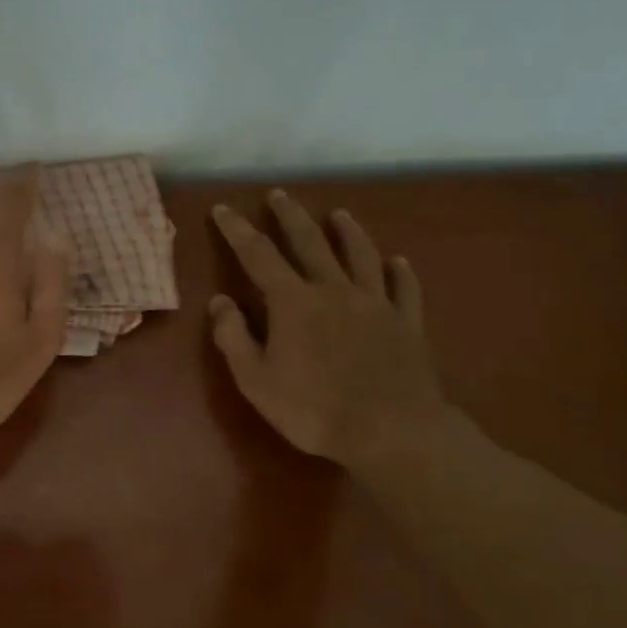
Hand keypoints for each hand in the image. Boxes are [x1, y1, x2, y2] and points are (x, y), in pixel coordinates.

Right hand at [209, 192, 450, 469]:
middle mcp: (334, 290)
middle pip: (310, 242)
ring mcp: (375, 304)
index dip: (237, 230)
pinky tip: (398, 261)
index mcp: (293, 302)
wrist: (392, 432)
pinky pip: (404, 288)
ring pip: (360, 255)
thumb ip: (233, 337)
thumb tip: (219, 300)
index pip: (258, 255)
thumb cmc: (313, 409)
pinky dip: (401, 271)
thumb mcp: (255, 380)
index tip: (223, 209)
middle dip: (290, 216)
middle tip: (280, 195)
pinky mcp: (407, 323)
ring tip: (339, 214)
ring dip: (348, 232)